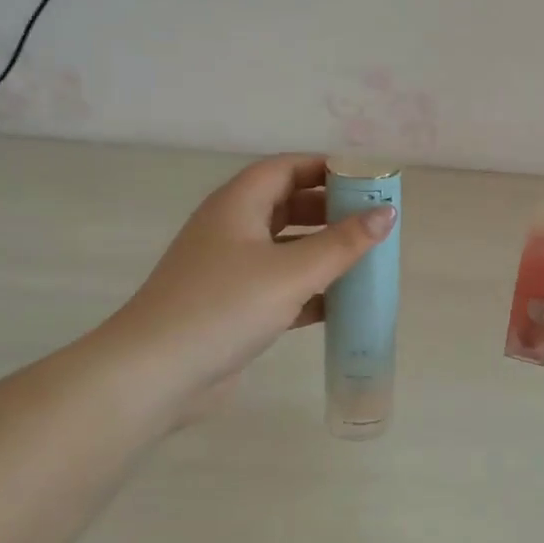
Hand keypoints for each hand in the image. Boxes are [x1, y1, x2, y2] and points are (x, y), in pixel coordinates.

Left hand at [107, 155, 395, 423]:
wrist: (156, 374)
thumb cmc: (224, 307)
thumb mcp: (291, 272)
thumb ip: (343, 243)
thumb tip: (387, 213)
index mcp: (237, 205)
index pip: (285, 168)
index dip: (325, 168)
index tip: (366, 180)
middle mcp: (231, 229)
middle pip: (286, 206)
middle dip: (329, 211)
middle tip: (371, 222)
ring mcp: (229, 270)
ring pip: (284, 248)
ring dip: (321, 252)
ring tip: (365, 260)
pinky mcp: (232, 306)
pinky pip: (279, 286)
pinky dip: (308, 289)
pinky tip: (340, 304)